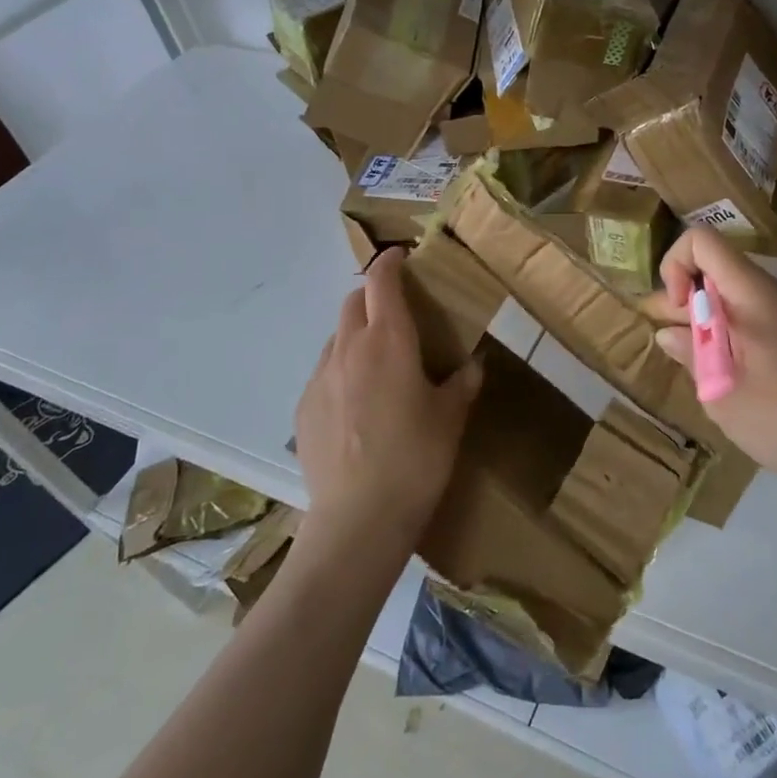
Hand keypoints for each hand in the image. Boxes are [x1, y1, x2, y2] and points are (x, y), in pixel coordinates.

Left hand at [294, 249, 480, 546]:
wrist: (358, 520)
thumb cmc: (416, 459)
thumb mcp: (451, 418)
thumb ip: (462, 383)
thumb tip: (473, 366)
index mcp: (388, 340)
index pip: (382, 281)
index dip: (391, 262)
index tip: (402, 257)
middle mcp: (348, 348)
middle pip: (353, 302)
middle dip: (373, 296)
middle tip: (397, 314)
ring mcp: (319, 378)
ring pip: (336, 337)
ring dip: (356, 335)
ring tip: (378, 364)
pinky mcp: (303, 409)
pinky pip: (324, 373)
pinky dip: (341, 371)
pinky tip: (357, 406)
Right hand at [645, 229, 776, 499]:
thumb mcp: (724, 394)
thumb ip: (692, 356)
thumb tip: (669, 333)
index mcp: (750, 293)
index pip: (701, 241)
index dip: (675, 266)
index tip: (676, 312)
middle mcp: (767, 294)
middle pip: (713, 269)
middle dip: (683, 300)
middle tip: (674, 347)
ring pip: (730, 297)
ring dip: (703, 323)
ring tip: (696, 369)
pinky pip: (749, 320)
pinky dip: (727, 338)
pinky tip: (728, 379)